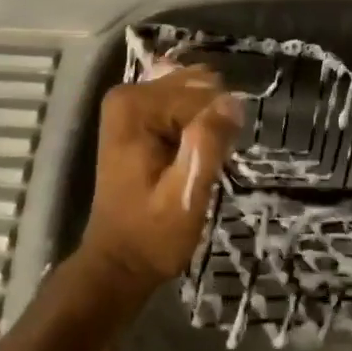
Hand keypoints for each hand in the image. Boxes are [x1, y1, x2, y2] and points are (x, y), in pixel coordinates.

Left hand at [82, 68, 242, 296]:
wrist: (119, 262)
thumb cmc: (152, 235)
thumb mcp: (186, 196)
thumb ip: (207, 144)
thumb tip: (232, 102)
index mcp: (135, 105)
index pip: (204, 95)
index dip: (217, 130)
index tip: (210, 165)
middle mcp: (129, 92)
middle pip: (199, 88)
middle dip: (211, 123)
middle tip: (203, 164)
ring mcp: (132, 101)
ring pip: (196, 92)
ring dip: (206, 124)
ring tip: (196, 159)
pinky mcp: (138, 113)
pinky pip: (184, 101)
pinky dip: (196, 122)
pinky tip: (191, 149)